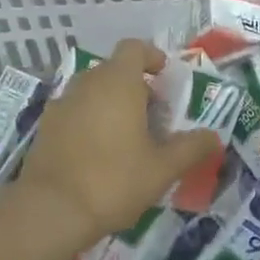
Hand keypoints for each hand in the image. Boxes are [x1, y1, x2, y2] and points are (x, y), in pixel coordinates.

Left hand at [21, 39, 220, 245]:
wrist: (49, 211)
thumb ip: (191, 148)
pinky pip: (75, 111)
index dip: (151, 57)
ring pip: (93, 91)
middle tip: (154, 116)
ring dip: (112, 103)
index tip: (164, 76)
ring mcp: (61, 104)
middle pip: (114, 70)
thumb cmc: (113, 180)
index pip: (134, 48)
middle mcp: (87, 83)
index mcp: (118, 82)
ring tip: (128, 137)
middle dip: (135, 86)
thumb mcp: (163, 168)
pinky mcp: (45, 127)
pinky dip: (90, 120)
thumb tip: (214, 137)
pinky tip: (99, 153)